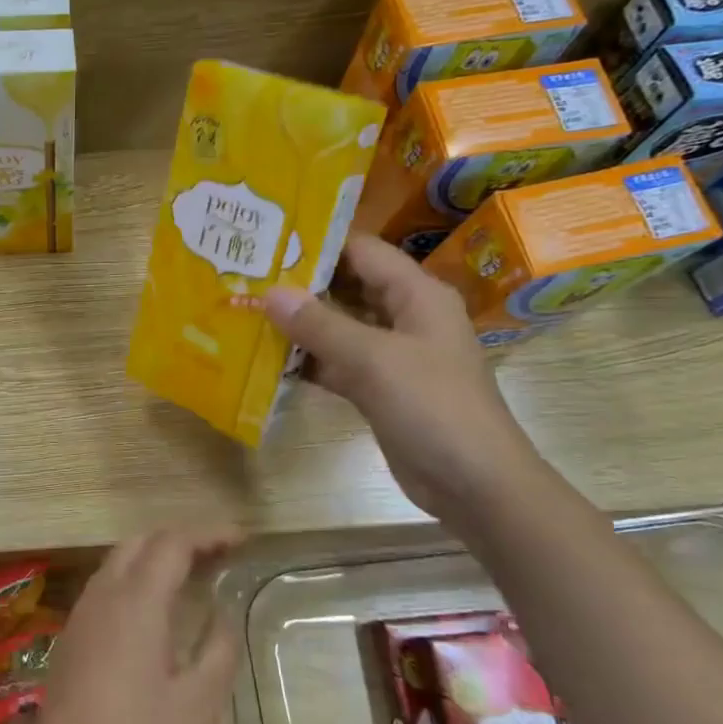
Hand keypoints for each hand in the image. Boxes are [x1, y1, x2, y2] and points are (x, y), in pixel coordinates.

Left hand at [27, 529, 240, 723]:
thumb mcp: (200, 703)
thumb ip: (218, 649)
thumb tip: (222, 614)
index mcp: (137, 601)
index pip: (173, 543)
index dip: (209, 534)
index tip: (240, 540)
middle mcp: (104, 596)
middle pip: (141, 541)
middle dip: (180, 539)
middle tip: (217, 557)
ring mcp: (81, 616)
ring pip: (118, 562)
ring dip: (154, 557)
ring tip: (189, 578)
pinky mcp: (70, 639)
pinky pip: (104, 588)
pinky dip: (134, 580)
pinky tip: (152, 613)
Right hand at [264, 234, 544, 520]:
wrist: (474, 483)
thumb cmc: (432, 407)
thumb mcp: (374, 359)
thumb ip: (320, 325)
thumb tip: (270, 293)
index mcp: (416, 294)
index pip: (362, 250)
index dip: (318, 242)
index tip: (268, 240)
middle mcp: (405, 316)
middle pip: (348, 286)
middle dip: (301, 283)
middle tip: (248, 276)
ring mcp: (392, 355)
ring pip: (340, 326)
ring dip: (300, 323)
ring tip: (248, 311)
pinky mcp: (379, 388)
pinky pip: (338, 362)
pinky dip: (309, 360)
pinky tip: (268, 359)